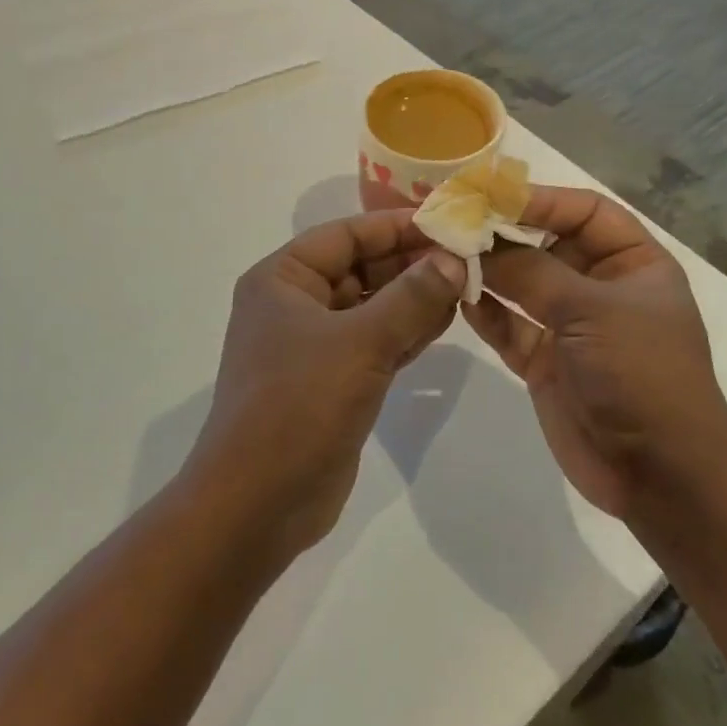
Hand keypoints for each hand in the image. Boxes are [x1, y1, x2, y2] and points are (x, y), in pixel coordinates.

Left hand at [186, 210, 466, 561]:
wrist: (258, 503)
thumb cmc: (299, 405)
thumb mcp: (360, 342)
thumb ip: (412, 297)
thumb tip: (453, 258)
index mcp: (282, 279)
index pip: (346, 234)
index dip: (397, 226)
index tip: (448, 222)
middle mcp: (294, 303)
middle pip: (360, 267)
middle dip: (411, 263)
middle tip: (468, 258)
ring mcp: (313, 344)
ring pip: (371, 306)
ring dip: (414, 297)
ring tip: (466, 286)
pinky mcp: (332, 380)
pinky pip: (375, 341)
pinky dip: (407, 331)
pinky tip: (446, 322)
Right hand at [459, 186, 726, 520]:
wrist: (660, 475)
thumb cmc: (641, 374)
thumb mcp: (592, 311)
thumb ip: (532, 271)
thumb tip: (477, 242)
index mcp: (633, 263)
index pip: (585, 212)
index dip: (540, 200)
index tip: (488, 197)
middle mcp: (602, 288)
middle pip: (547, 245)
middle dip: (504, 234)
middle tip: (454, 222)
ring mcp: (571, 327)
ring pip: (523, 285)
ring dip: (488, 271)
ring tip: (445, 254)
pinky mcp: (546, 362)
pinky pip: (510, 327)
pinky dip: (485, 313)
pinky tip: (457, 297)